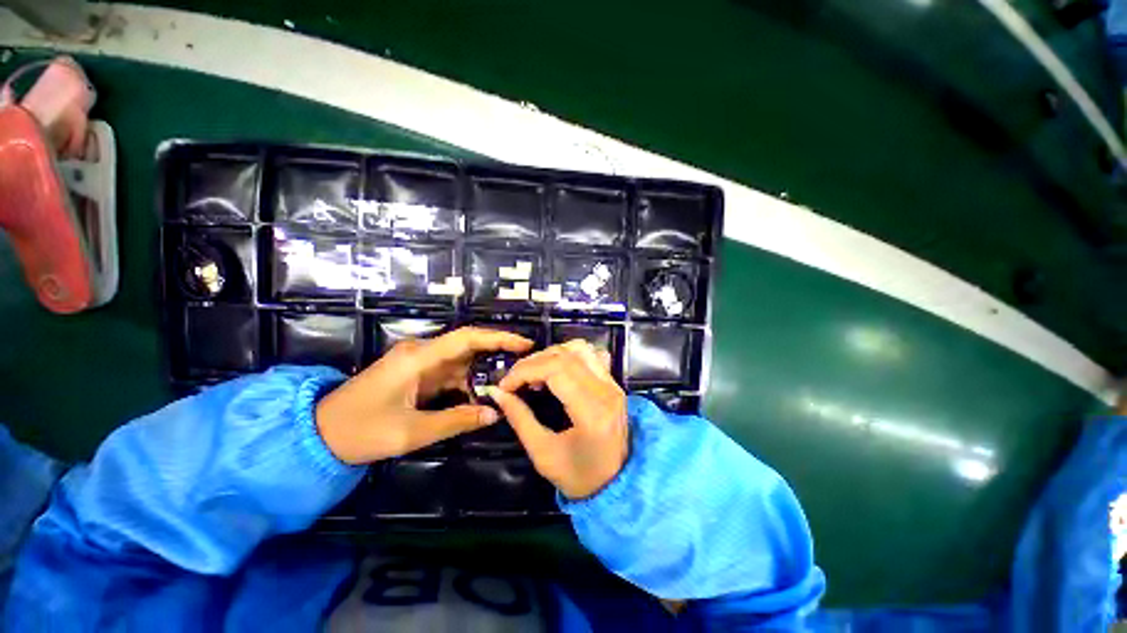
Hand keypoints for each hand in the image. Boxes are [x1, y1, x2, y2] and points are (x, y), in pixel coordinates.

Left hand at [315, 327, 533, 463]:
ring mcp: (419, 362)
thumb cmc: (360, 431)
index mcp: (418, 358)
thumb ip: (456, 421)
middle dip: (497, 353)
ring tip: (510, 381)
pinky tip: (482, 394)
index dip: (498, 338)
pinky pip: (451, 373)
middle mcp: (421, 353)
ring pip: (462, 360)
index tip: (524, 344)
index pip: (466, 338)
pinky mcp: (417, 374)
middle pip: (468, 345)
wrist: (318, 434)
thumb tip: (495, 413)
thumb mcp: (410, 432)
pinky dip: (468, 382)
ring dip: (484, 370)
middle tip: (524, 364)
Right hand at [489, 340, 628, 499]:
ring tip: (535, 374)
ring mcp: (613, 384)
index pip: (556, 369)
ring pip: (579, 349)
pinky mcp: (613, 383)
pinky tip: (557, 370)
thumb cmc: (579, 477)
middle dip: (532, 363)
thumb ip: (520, 418)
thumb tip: (498, 393)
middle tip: (514, 380)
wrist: (615, 485)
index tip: (505, 386)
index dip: (525, 371)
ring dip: (551, 355)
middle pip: (565, 356)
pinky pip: (591, 355)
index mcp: (592, 410)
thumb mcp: (543, 453)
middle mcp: (606, 390)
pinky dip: (569, 355)